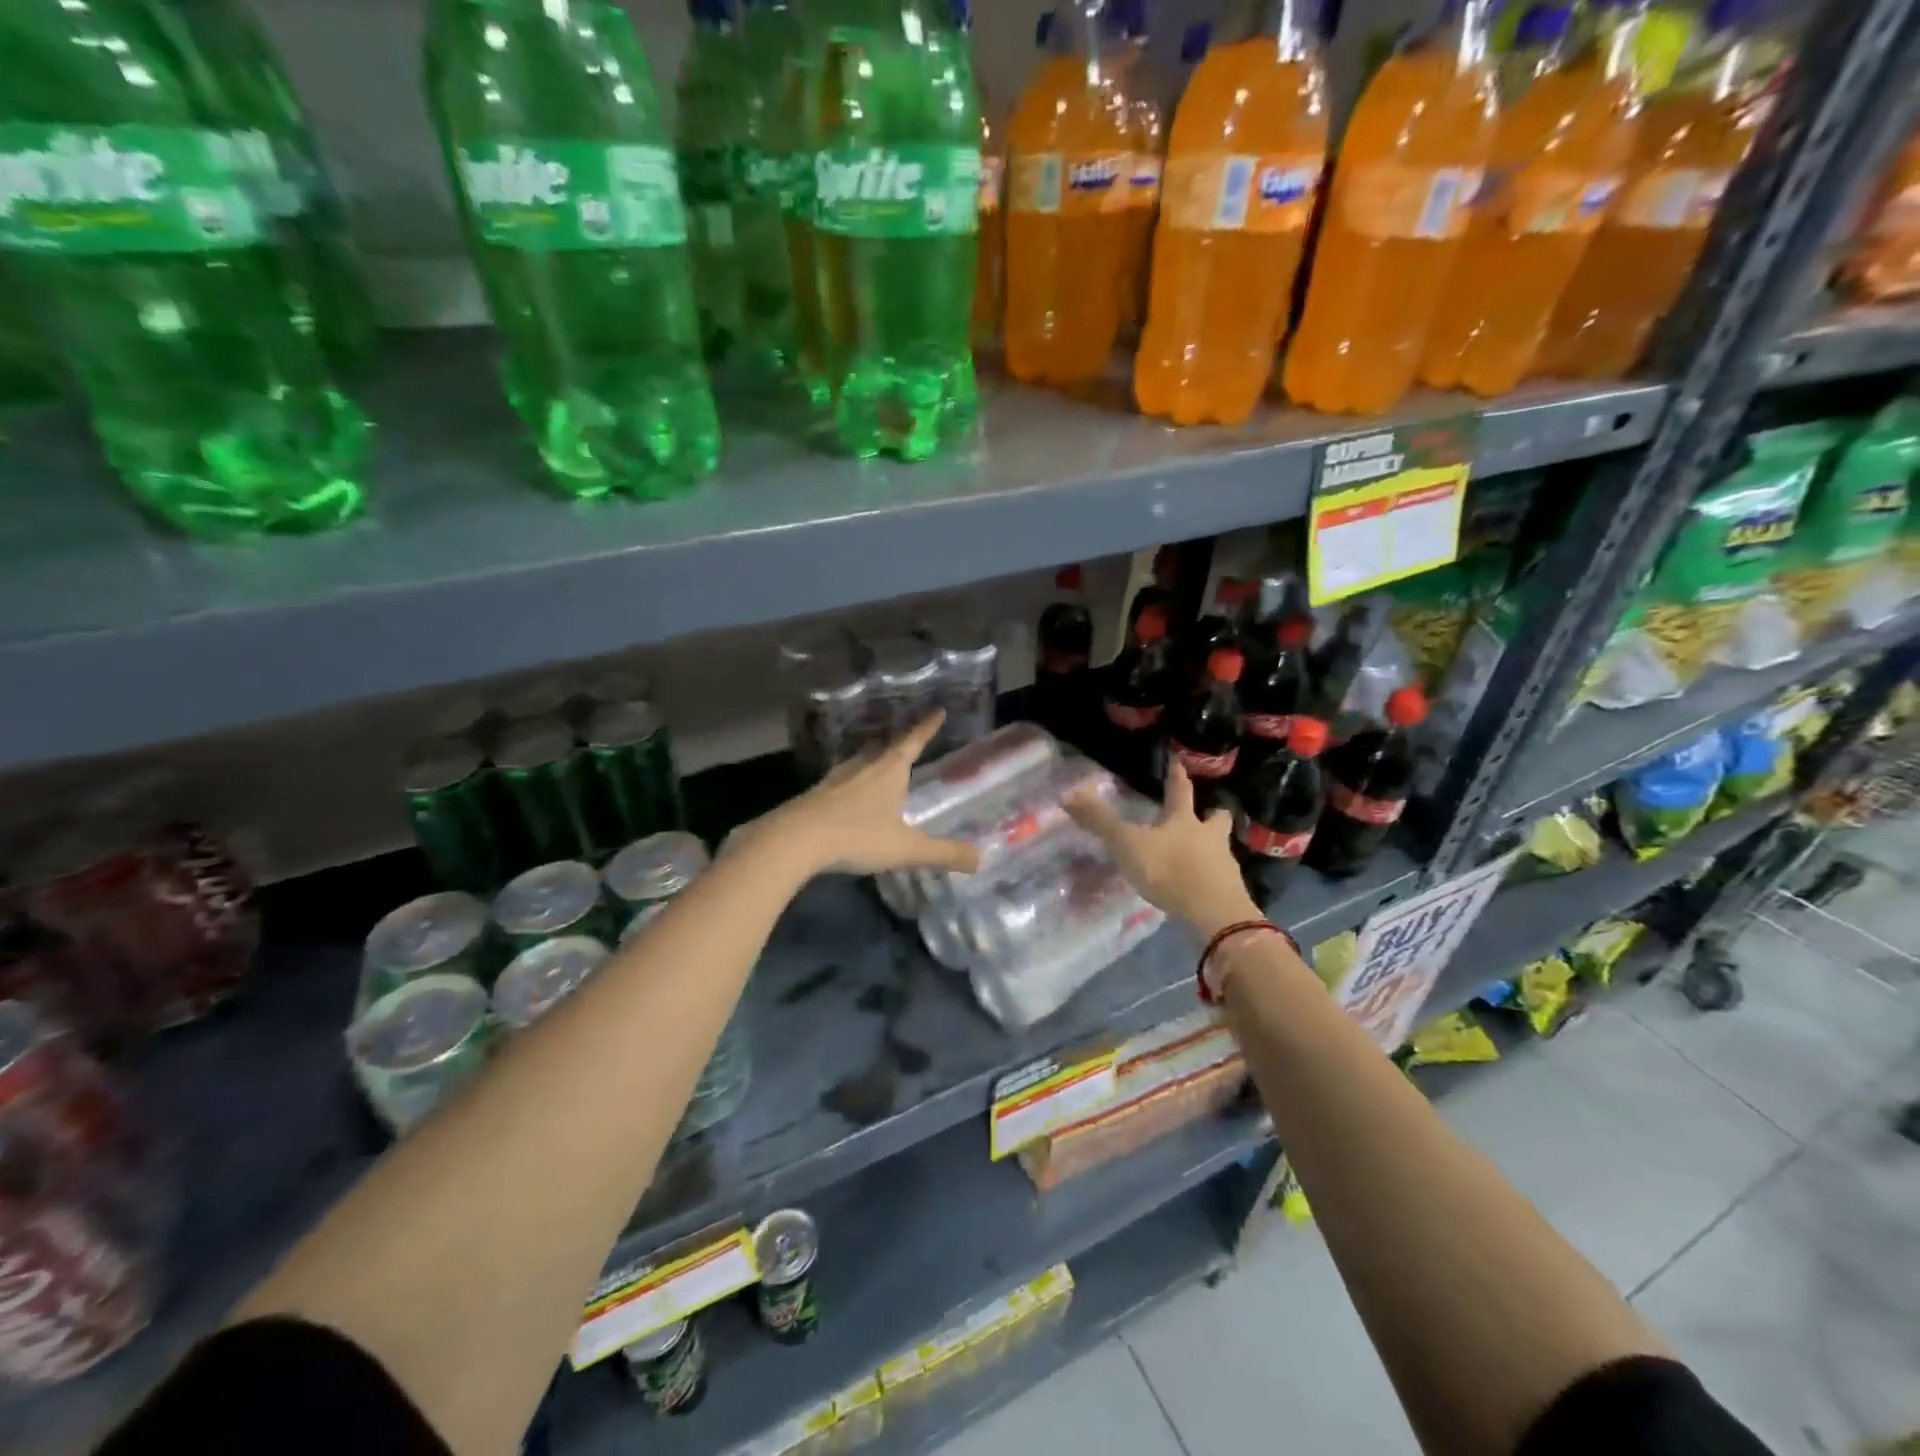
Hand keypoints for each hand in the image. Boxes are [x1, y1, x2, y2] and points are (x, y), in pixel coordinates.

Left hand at [738, 714, 981, 879]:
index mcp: (889, 771)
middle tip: (908, 740)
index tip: (937, 710)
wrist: (794, 840)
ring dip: (872, 761)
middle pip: (884, 748)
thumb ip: (943, 853)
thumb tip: (980, 859)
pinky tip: (848, 796)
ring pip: (860, 762)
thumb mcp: (906, 848)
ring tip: (879, 765)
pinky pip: (840, 782)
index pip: (913, 742)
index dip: (927, 727)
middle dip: (898, 744)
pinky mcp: (815, 795)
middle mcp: (863, 767)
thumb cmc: (856, 836)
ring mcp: (835, 779)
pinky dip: (851, 783)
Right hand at [1066, 760, 1260, 936]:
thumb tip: (1067, 794)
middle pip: (1217, 818)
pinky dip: (1210, 878)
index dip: (1177, 774)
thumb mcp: (1128, 844)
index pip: (1181, 790)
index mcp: (1185, 820)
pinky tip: (1199, 886)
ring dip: (1213, 847)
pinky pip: (1220, 878)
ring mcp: (1223, 864)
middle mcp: (1209, 836)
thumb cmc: (1170, 870)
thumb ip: (1100, 821)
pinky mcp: (1228, 892)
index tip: (1179, 760)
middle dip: (1213, 813)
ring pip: (1221, 848)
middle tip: (1211, 811)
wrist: (1214, 913)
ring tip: (1202, 853)